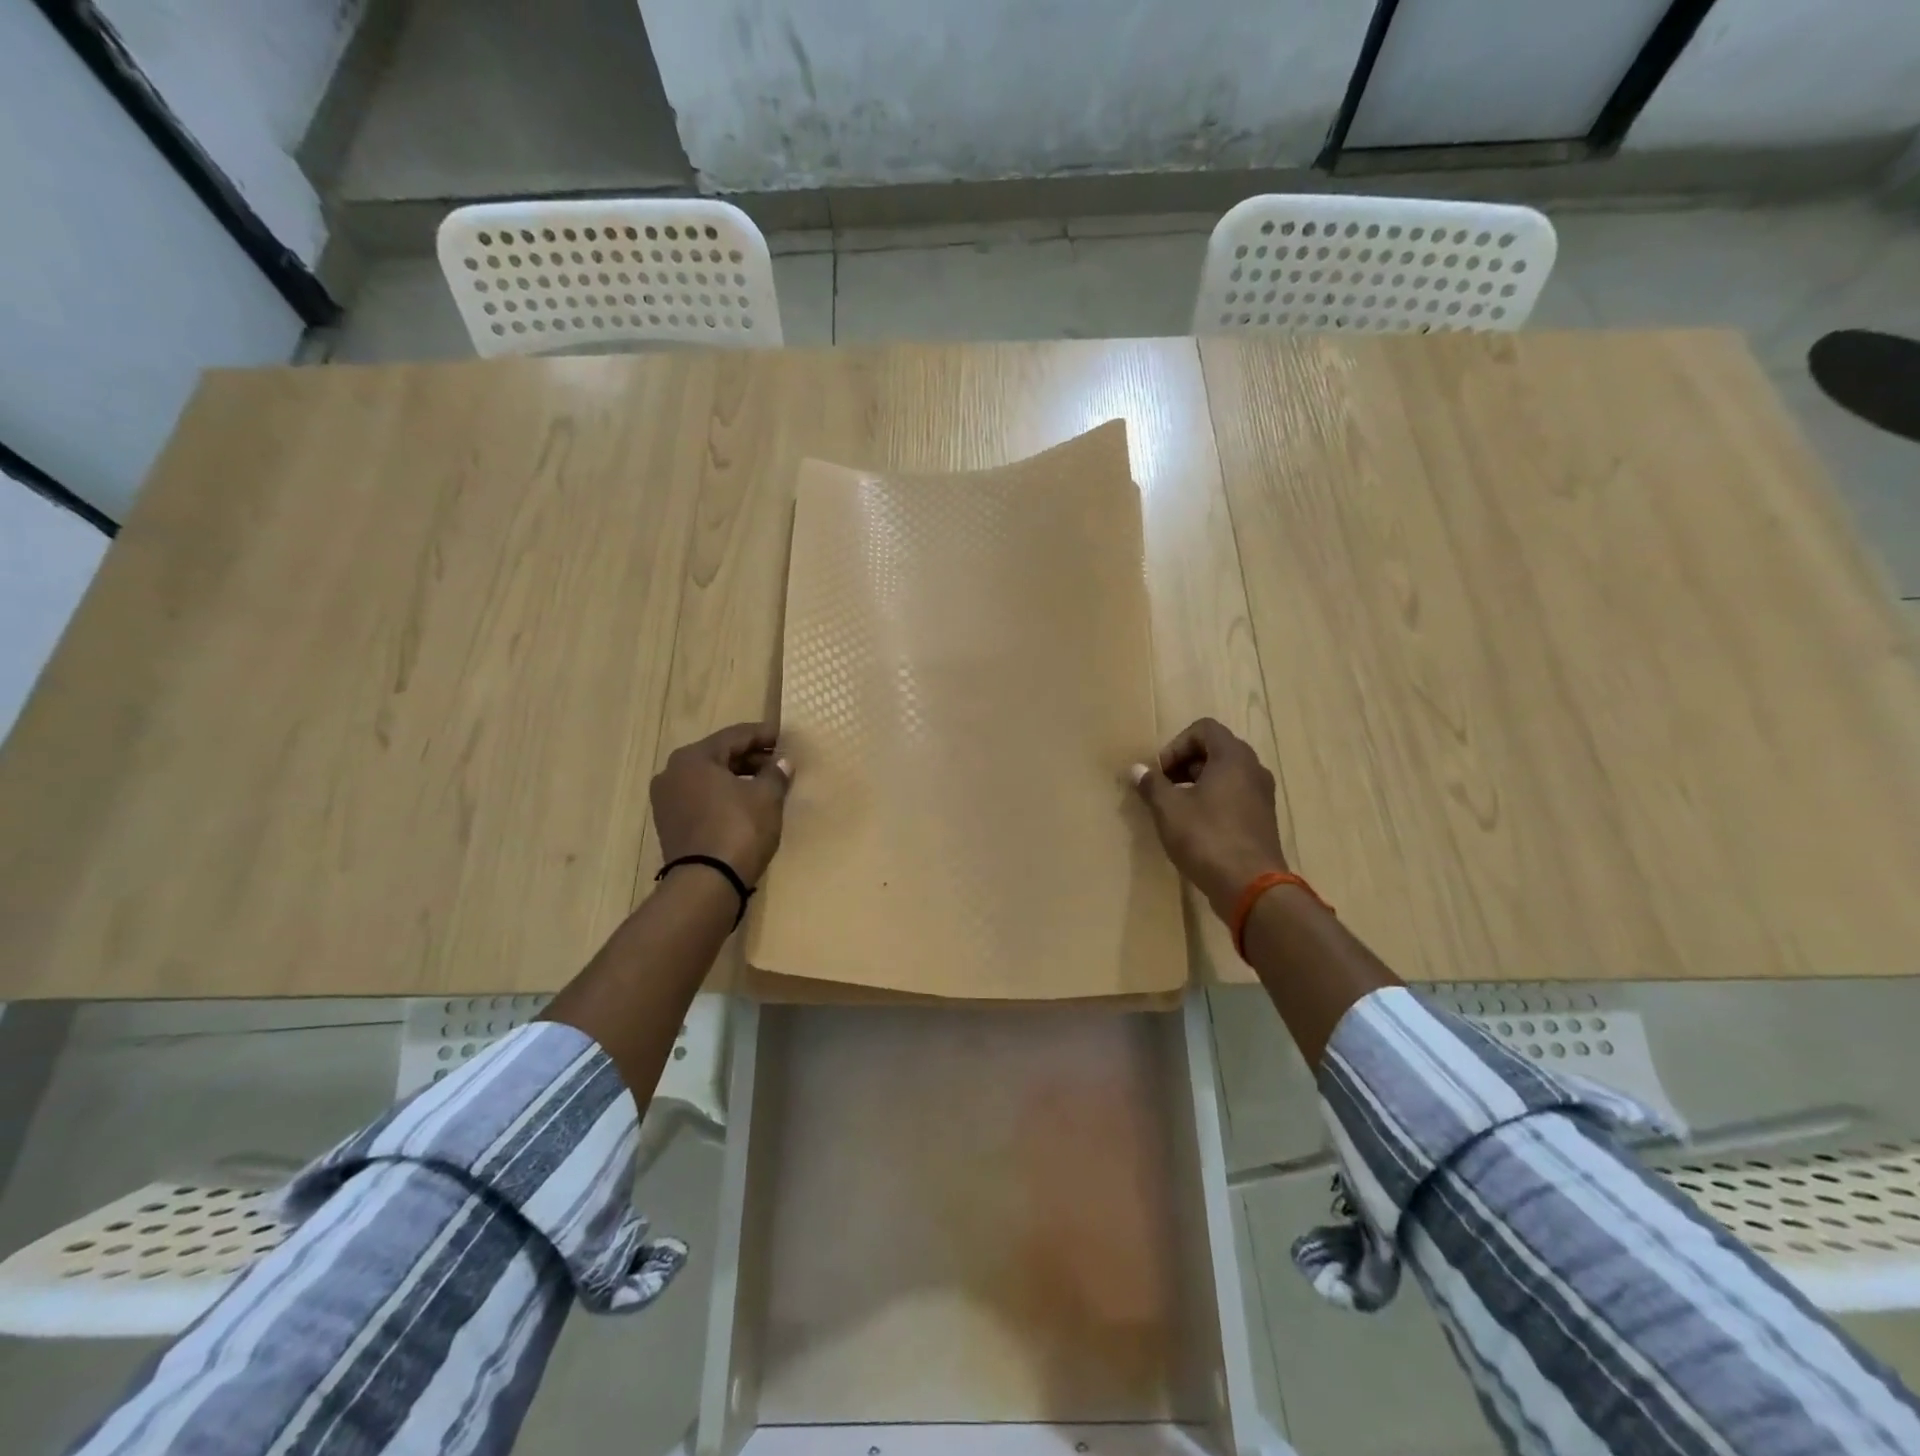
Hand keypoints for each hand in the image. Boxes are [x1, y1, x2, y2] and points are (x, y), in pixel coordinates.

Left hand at [651, 723, 791, 885]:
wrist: (707, 883)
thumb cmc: (739, 829)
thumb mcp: (766, 797)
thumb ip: (776, 774)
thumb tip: (783, 762)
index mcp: (693, 757)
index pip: (735, 736)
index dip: (763, 735)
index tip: (785, 738)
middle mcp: (672, 773)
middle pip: (719, 755)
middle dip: (751, 758)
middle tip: (779, 762)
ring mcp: (667, 800)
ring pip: (708, 778)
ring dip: (737, 777)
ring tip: (766, 784)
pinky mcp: (670, 824)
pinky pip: (701, 798)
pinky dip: (723, 796)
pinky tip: (746, 803)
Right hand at [1132, 718, 1287, 919]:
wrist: (1251, 887)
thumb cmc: (1207, 838)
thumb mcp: (1169, 810)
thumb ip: (1152, 785)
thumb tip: (1136, 769)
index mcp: (1233, 757)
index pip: (1204, 729)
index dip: (1176, 745)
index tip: (1162, 773)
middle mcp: (1253, 769)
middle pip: (1216, 750)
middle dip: (1185, 764)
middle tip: (1165, 788)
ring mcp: (1262, 795)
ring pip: (1226, 775)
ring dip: (1198, 784)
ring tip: (1177, 809)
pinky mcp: (1263, 820)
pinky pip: (1235, 796)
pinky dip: (1214, 801)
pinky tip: (1196, 827)